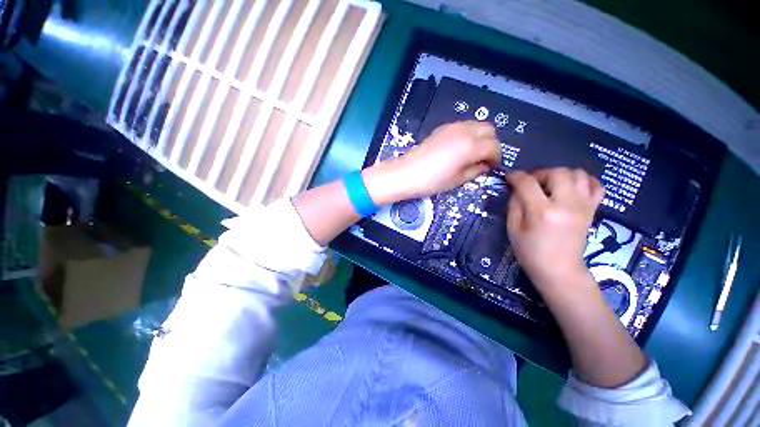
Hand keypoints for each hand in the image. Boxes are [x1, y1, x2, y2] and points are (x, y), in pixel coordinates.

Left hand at [364, 121, 501, 203]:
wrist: (405, 173)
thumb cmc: (431, 181)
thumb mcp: (457, 180)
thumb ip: (476, 171)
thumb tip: (485, 166)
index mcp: (471, 146)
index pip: (494, 147)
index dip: (496, 158)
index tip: (492, 168)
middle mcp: (464, 131)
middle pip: (489, 130)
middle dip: (491, 144)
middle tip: (484, 159)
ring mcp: (452, 127)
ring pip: (477, 125)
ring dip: (480, 137)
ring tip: (472, 154)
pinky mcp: (441, 128)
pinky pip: (463, 126)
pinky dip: (468, 134)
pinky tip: (459, 148)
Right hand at [505, 168, 603, 294]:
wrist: (559, 270)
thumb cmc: (530, 252)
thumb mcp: (513, 229)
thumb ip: (514, 205)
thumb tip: (517, 188)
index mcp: (542, 212)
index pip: (528, 183)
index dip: (516, 176)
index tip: (509, 176)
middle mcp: (566, 205)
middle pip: (557, 173)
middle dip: (540, 173)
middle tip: (531, 182)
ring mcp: (583, 207)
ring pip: (578, 174)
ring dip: (560, 174)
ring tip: (550, 184)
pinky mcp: (592, 210)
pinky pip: (596, 186)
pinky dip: (584, 180)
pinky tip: (572, 186)